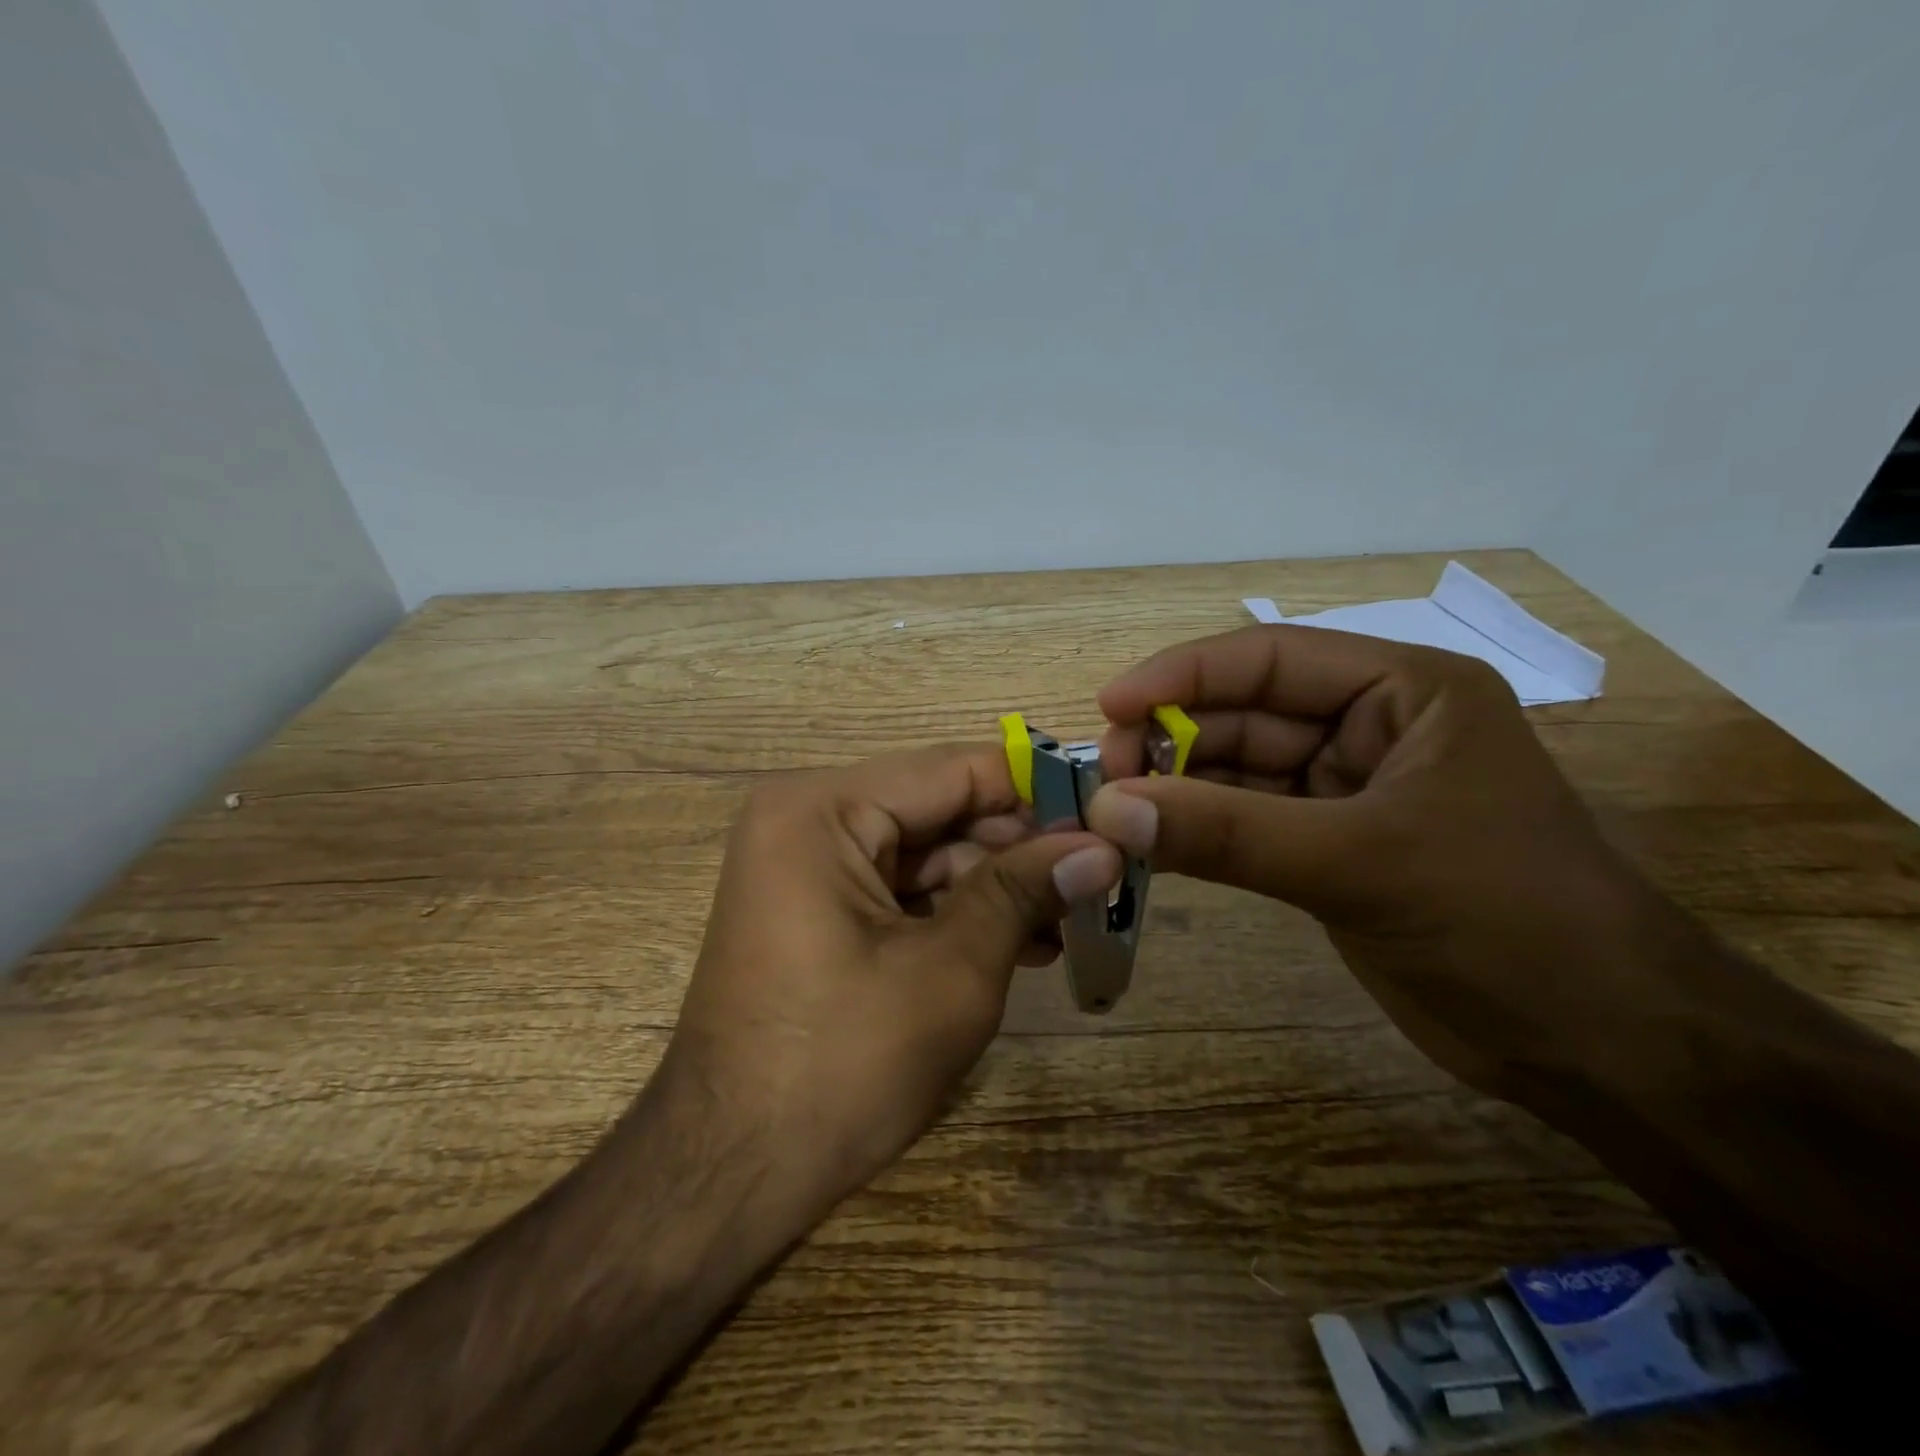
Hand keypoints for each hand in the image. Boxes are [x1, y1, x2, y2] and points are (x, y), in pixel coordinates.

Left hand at [669, 744, 1122, 1212]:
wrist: (729, 1172)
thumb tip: (1102, 845)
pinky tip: (1017, 942)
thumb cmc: (841, 1065)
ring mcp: (803, 861)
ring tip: (1067, 922)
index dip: (1037, 790)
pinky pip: (897, 886)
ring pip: (924, 850)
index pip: (954, 770)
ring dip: (994, 885)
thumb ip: (1024, 891)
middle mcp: (805, 815)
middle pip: (938, 808)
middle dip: (1017, 846)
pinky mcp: (812, 905)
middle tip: (1097, 879)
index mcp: (821, 807)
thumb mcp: (951, 971)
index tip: (1107, 816)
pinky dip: (954, 910)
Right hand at [1084, 625, 1656, 1096]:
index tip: (1108, 706)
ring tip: (1113, 812)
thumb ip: (1227, 833)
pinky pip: (1245, 823)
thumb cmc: (1504, 920)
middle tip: (1104, 778)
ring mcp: (1348, 791)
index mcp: (1404, 692)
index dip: (1182, 676)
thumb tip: (1108, 809)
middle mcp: (1371, 727)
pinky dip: (1197, 831)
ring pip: (1239, 771)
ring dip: (1177, 787)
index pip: (1270, 659)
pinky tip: (1149, 842)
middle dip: (1173, 738)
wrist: (1600, 1044)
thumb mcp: (1359, 863)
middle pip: (1246, 713)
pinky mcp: (1330, 848)